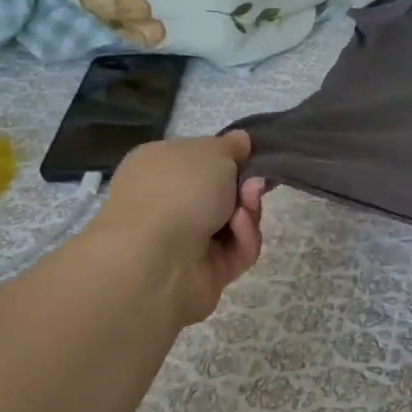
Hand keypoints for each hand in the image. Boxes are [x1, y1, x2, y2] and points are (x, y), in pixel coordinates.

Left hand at [90, 132, 264, 326]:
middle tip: (255, 185)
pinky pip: (238, 250)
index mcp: (160, 166)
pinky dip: (244, 238)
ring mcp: (187, 239)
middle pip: (224, 192)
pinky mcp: (206, 270)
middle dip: (245, 188)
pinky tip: (238, 230)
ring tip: (244, 210)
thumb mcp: (212, 151)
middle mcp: (170, 202)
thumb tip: (242, 140)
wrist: (156, 258)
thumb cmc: (179, 189)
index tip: (253, 158)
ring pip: (235, 222)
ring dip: (249, 212)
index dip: (229, 158)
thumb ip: (232, 146)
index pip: (200, 159)